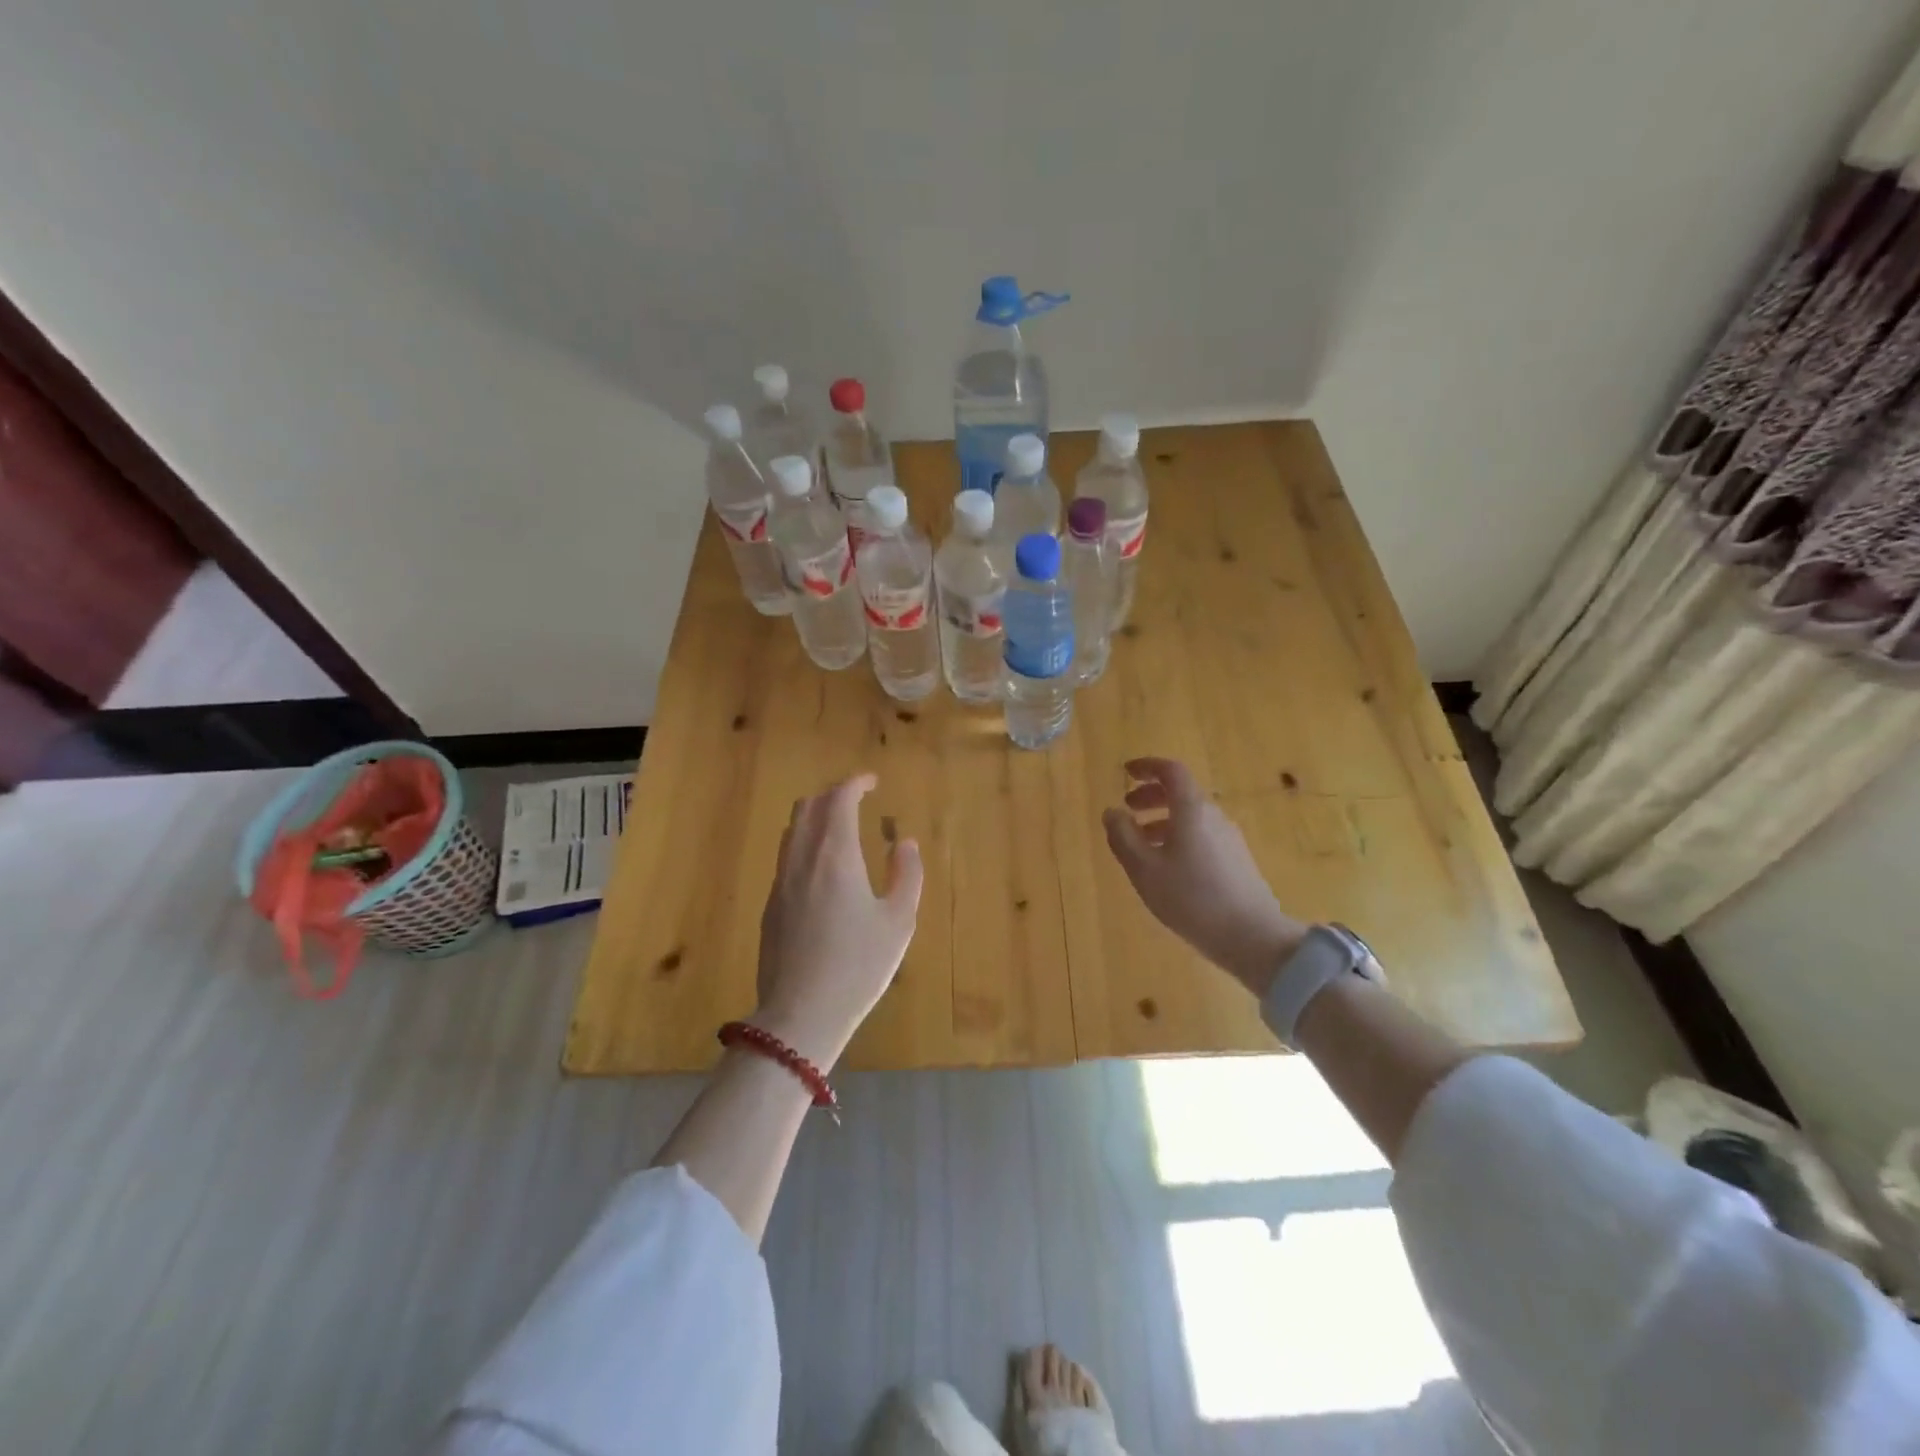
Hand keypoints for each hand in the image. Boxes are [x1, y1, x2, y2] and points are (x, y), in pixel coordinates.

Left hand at [753, 773, 922, 1069]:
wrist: (800, 1014)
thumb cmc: (858, 966)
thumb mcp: (898, 921)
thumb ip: (907, 874)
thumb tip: (904, 842)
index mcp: (835, 855)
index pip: (839, 799)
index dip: (855, 783)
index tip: (871, 781)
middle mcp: (802, 858)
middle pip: (808, 807)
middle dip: (832, 796)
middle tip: (856, 801)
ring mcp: (780, 881)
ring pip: (792, 830)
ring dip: (815, 818)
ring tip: (839, 830)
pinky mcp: (770, 905)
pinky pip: (786, 856)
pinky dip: (805, 844)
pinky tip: (822, 870)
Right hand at [1103, 757, 1305, 996]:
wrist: (1251, 936)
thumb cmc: (1191, 897)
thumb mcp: (1144, 868)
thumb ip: (1123, 836)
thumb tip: (1112, 812)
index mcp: (1192, 809)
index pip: (1171, 771)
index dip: (1147, 766)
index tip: (1126, 772)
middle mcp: (1213, 816)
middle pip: (1181, 793)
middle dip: (1151, 796)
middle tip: (1128, 809)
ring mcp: (1229, 838)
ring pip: (1190, 817)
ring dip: (1162, 820)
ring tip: (1140, 843)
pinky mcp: (1236, 860)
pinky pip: (1201, 835)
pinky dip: (1178, 837)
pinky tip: (1166, 866)